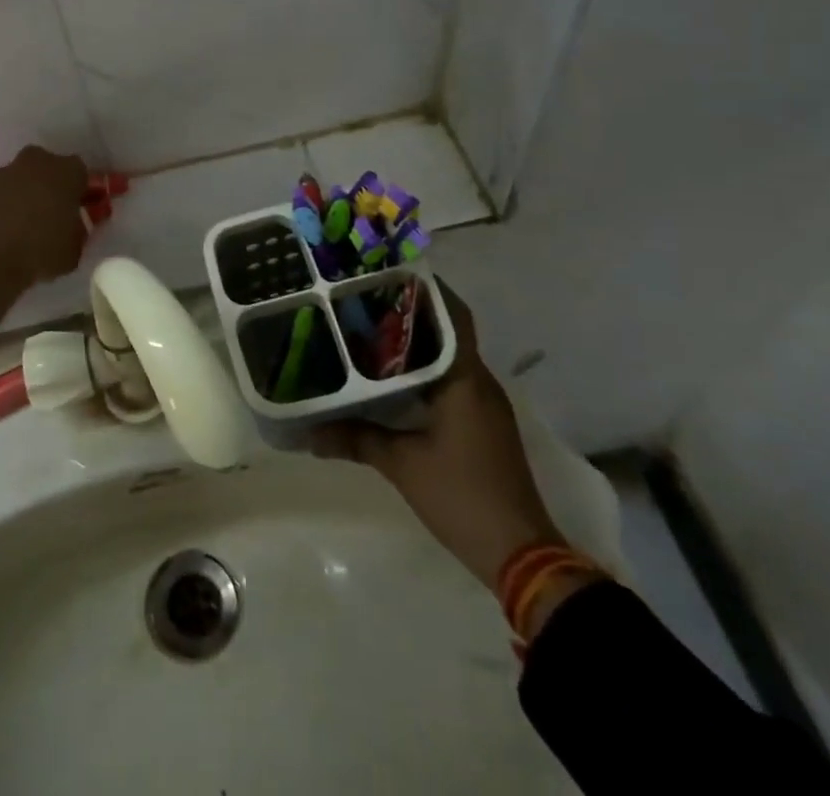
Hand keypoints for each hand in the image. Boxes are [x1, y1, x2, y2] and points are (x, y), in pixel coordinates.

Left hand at [0, 146, 89, 354]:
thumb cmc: (42, 249)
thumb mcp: (75, 249)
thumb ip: (77, 232)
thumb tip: (71, 229)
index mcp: (68, 170)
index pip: (81, 174)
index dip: (81, 192)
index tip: (79, 210)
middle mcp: (37, 161)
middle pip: (49, 169)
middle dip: (52, 187)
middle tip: (53, 214)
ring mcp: (5, 172)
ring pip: (23, 180)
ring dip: (26, 195)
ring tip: (26, 227)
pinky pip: (1, 195)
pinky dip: (4, 207)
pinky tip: (5, 232)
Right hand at [312, 279, 562, 590]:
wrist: (520, 555)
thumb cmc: (462, 497)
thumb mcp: (402, 465)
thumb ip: (356, 440)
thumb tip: (309, 432)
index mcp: (466, 379)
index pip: (452, 315)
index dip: (425, 290)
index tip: (388, 275)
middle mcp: (480, 382)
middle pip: (448, 331)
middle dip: (411, 314)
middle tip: (365, 302)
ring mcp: (486, 405)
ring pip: (450, 357)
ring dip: (418, 344)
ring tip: (371, 333)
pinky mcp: (484, 425)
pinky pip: (453, 381)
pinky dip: (426, 372)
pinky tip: (394, 381)